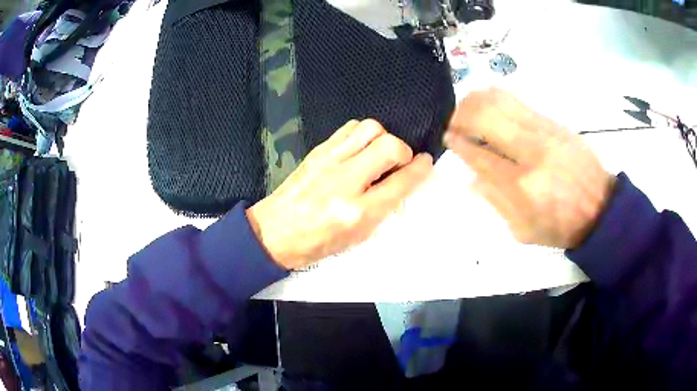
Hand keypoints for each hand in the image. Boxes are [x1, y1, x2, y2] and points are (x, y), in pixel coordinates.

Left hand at [247, 119, 432, 268]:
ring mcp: (330, 162)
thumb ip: (383, 208)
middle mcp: (346, 182)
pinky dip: (363, 134)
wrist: (274, 232)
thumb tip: (402, 182)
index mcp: (358, 213)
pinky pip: (349, 128)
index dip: (420, 169)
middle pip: (389, 146)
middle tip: (398, 163)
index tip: (426, 162)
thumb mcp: (357, 237)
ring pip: (370, 128)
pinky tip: (360, 148)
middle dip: (403, 151)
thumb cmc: (317, 243)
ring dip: (383, 138)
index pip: (401, 182)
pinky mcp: (318, 151)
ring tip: (378, 154)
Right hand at [444, 88, 615, 248]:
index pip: (478, 154)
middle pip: (485, 115)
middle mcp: (531, 150)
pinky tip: (493, 108)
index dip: (458, 143)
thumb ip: (495, 202)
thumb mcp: (523, 230)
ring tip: (470, 111)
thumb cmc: (561, 226)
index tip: (448, 138)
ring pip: (500, 100)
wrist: (600, 208)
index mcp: (521, 185)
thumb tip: (471, 178)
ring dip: (477, 101)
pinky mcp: (554, 123)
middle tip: (455, 123)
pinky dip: (498, 100)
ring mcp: (544, 131)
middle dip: (461, 115)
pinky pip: (518, 102)